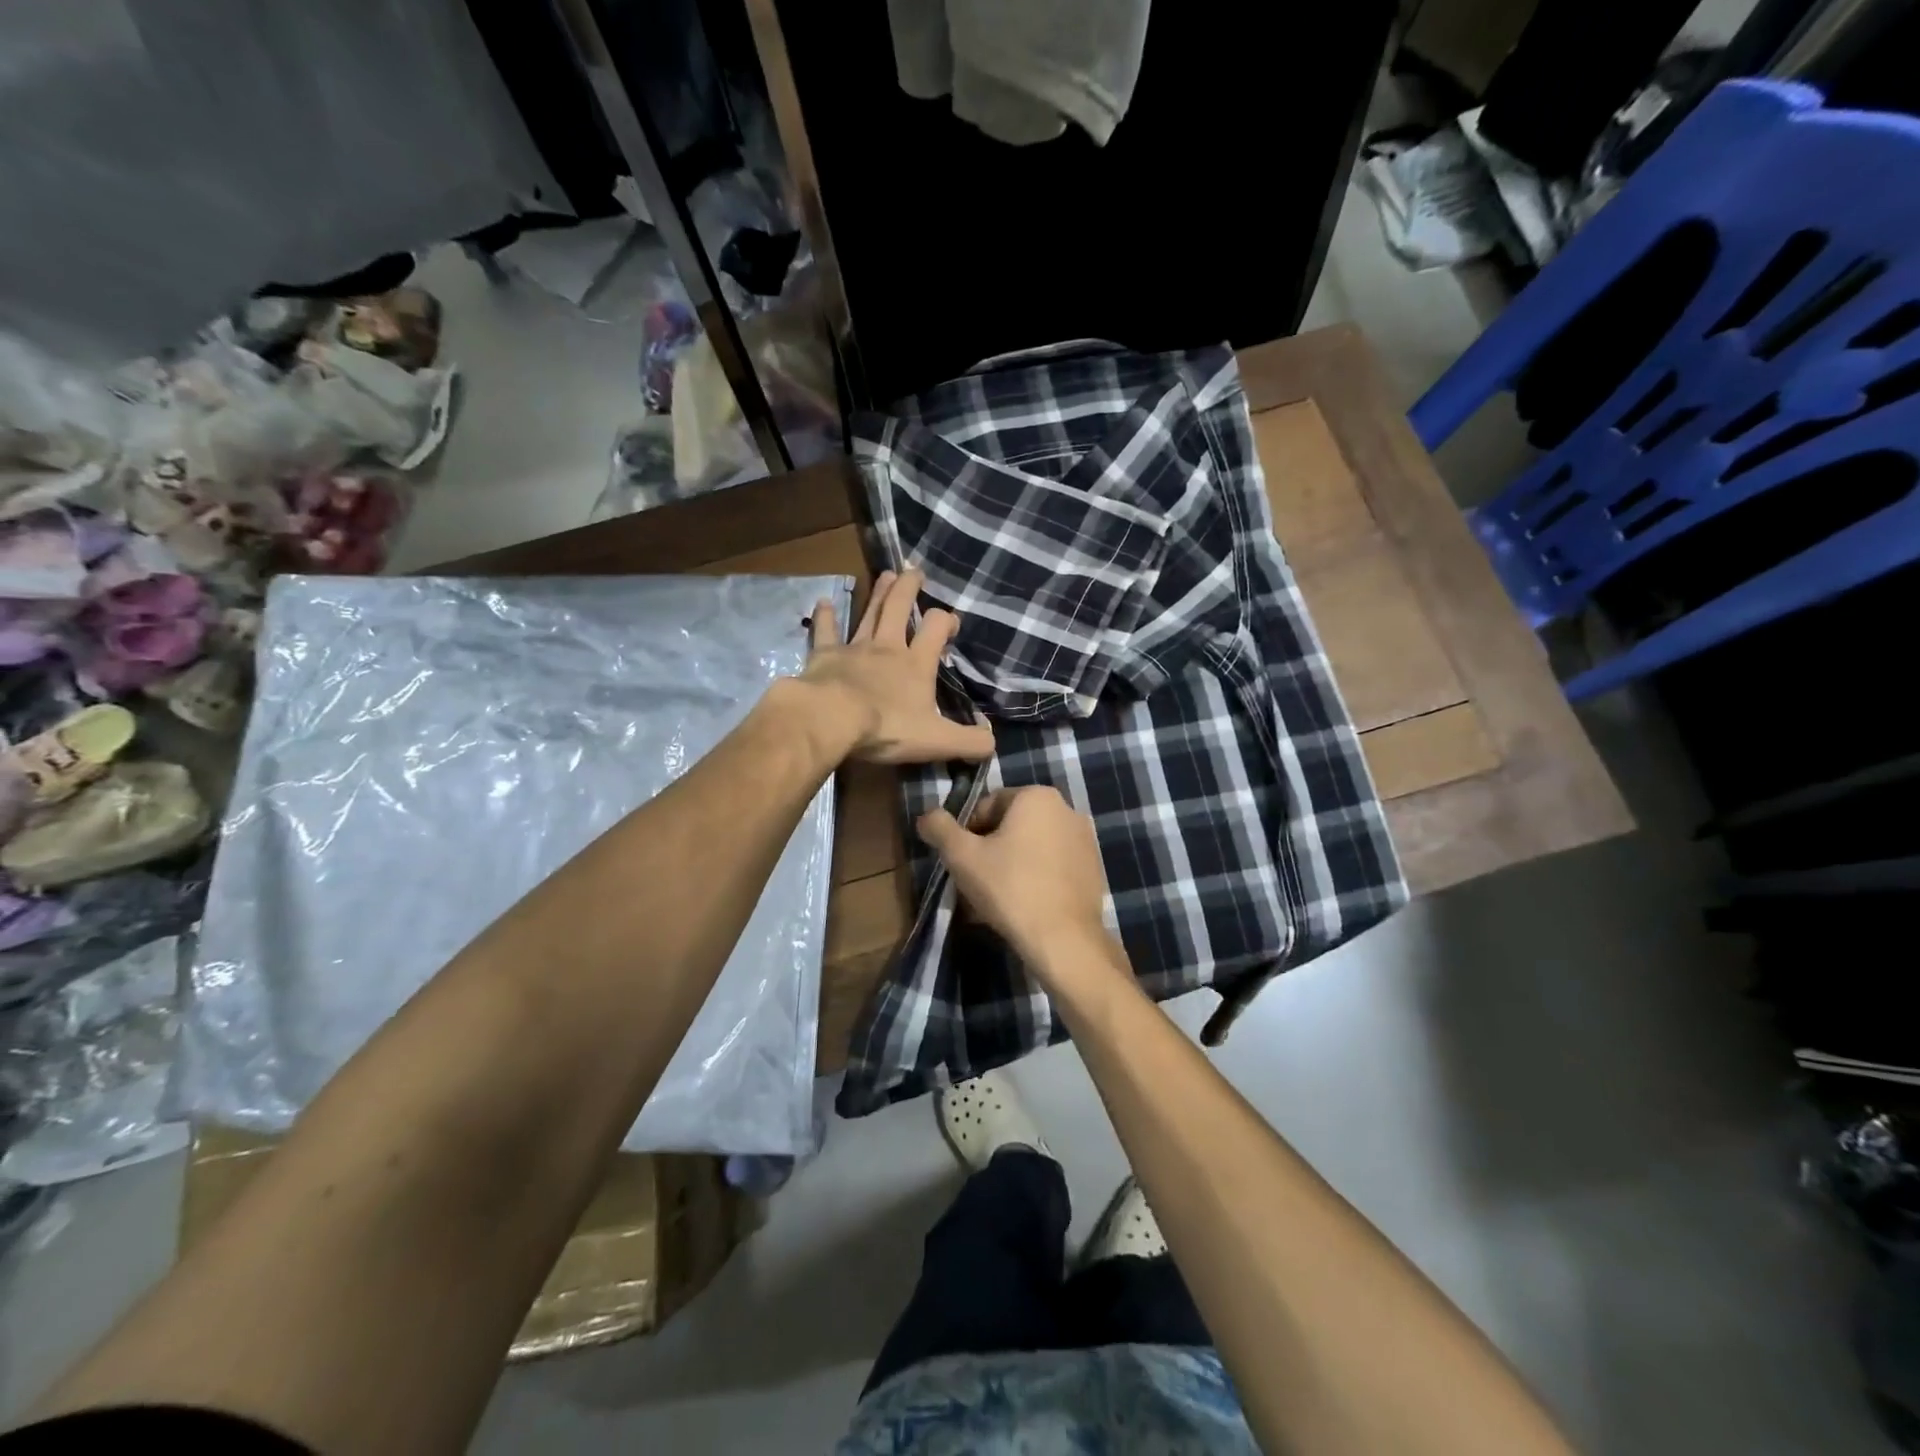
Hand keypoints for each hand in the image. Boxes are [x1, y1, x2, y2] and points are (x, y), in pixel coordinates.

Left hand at [797, 569, 994, 765]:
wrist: (832, 720)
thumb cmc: (887, 727)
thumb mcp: (937, 741)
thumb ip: (968, 743)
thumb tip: (992, 743)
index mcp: (916, 664)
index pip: (936, 629)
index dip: (945, 621)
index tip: (950, 623)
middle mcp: (887, 647)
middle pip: (900, 608)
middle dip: (909, 588)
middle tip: (914, 571)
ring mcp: (855, 648)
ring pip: (870, 613)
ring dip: (879, 594)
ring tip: (886, 574)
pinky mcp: (824, 655)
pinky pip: (826, 631)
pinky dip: (825, 616)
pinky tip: (823, 602)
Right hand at [915, 786, 1121, 978]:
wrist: (1063, 939)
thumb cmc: (1009, 888)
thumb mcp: (962, 856)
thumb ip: (939, 828)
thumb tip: (926, 816)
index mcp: (1037, 796)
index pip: (987, 806)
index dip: (967, 833)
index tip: (961, 862)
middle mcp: (1066, 809)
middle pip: (1010, 826)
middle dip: (989, 850)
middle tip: (974, 881)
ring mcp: (1084, 840)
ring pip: (1031, 847)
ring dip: (1010, 865)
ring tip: (995, 898)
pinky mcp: (1093, 869)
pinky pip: (1052, 866)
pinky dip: (1034, 878)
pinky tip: (1021, 906)